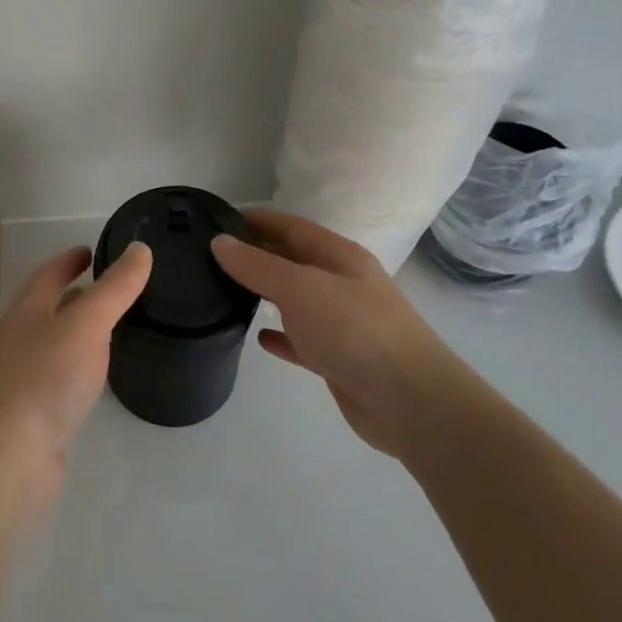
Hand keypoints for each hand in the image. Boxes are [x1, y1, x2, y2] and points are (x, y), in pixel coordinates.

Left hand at [0, 241, 152, 510]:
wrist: (9, 455)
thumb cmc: (46, 378)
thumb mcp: (87, 324)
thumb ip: (115, 288)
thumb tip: (140, 248)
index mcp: (28, 310)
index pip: (48, 274)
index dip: (69, 259)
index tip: (91, 249)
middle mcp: (22, 338)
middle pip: (49, 306)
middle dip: (76, 293)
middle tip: (111, 287)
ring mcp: (26, 376)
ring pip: (56, 342)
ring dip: (80, 330)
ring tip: (113, 327)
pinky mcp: (36, 410)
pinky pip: (62, 375)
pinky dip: (81, 365)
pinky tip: (99, 376)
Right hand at [212, 208, 461, 460]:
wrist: (410, 402)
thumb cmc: (354, 330)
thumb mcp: (301, 287)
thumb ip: (258, 265)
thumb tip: (220, 241)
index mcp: (339, 257)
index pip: (291, 226)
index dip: (257, 220)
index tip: (217, 219)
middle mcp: (342, 284)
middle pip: (293, 261)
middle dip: (257, 255)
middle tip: (211, 257)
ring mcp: (342, 323)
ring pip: (296, 300)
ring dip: (266, 293)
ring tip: (225, 291)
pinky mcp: (339, 359)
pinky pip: (302, 340)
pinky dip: (281, 335)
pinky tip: (259, 337)